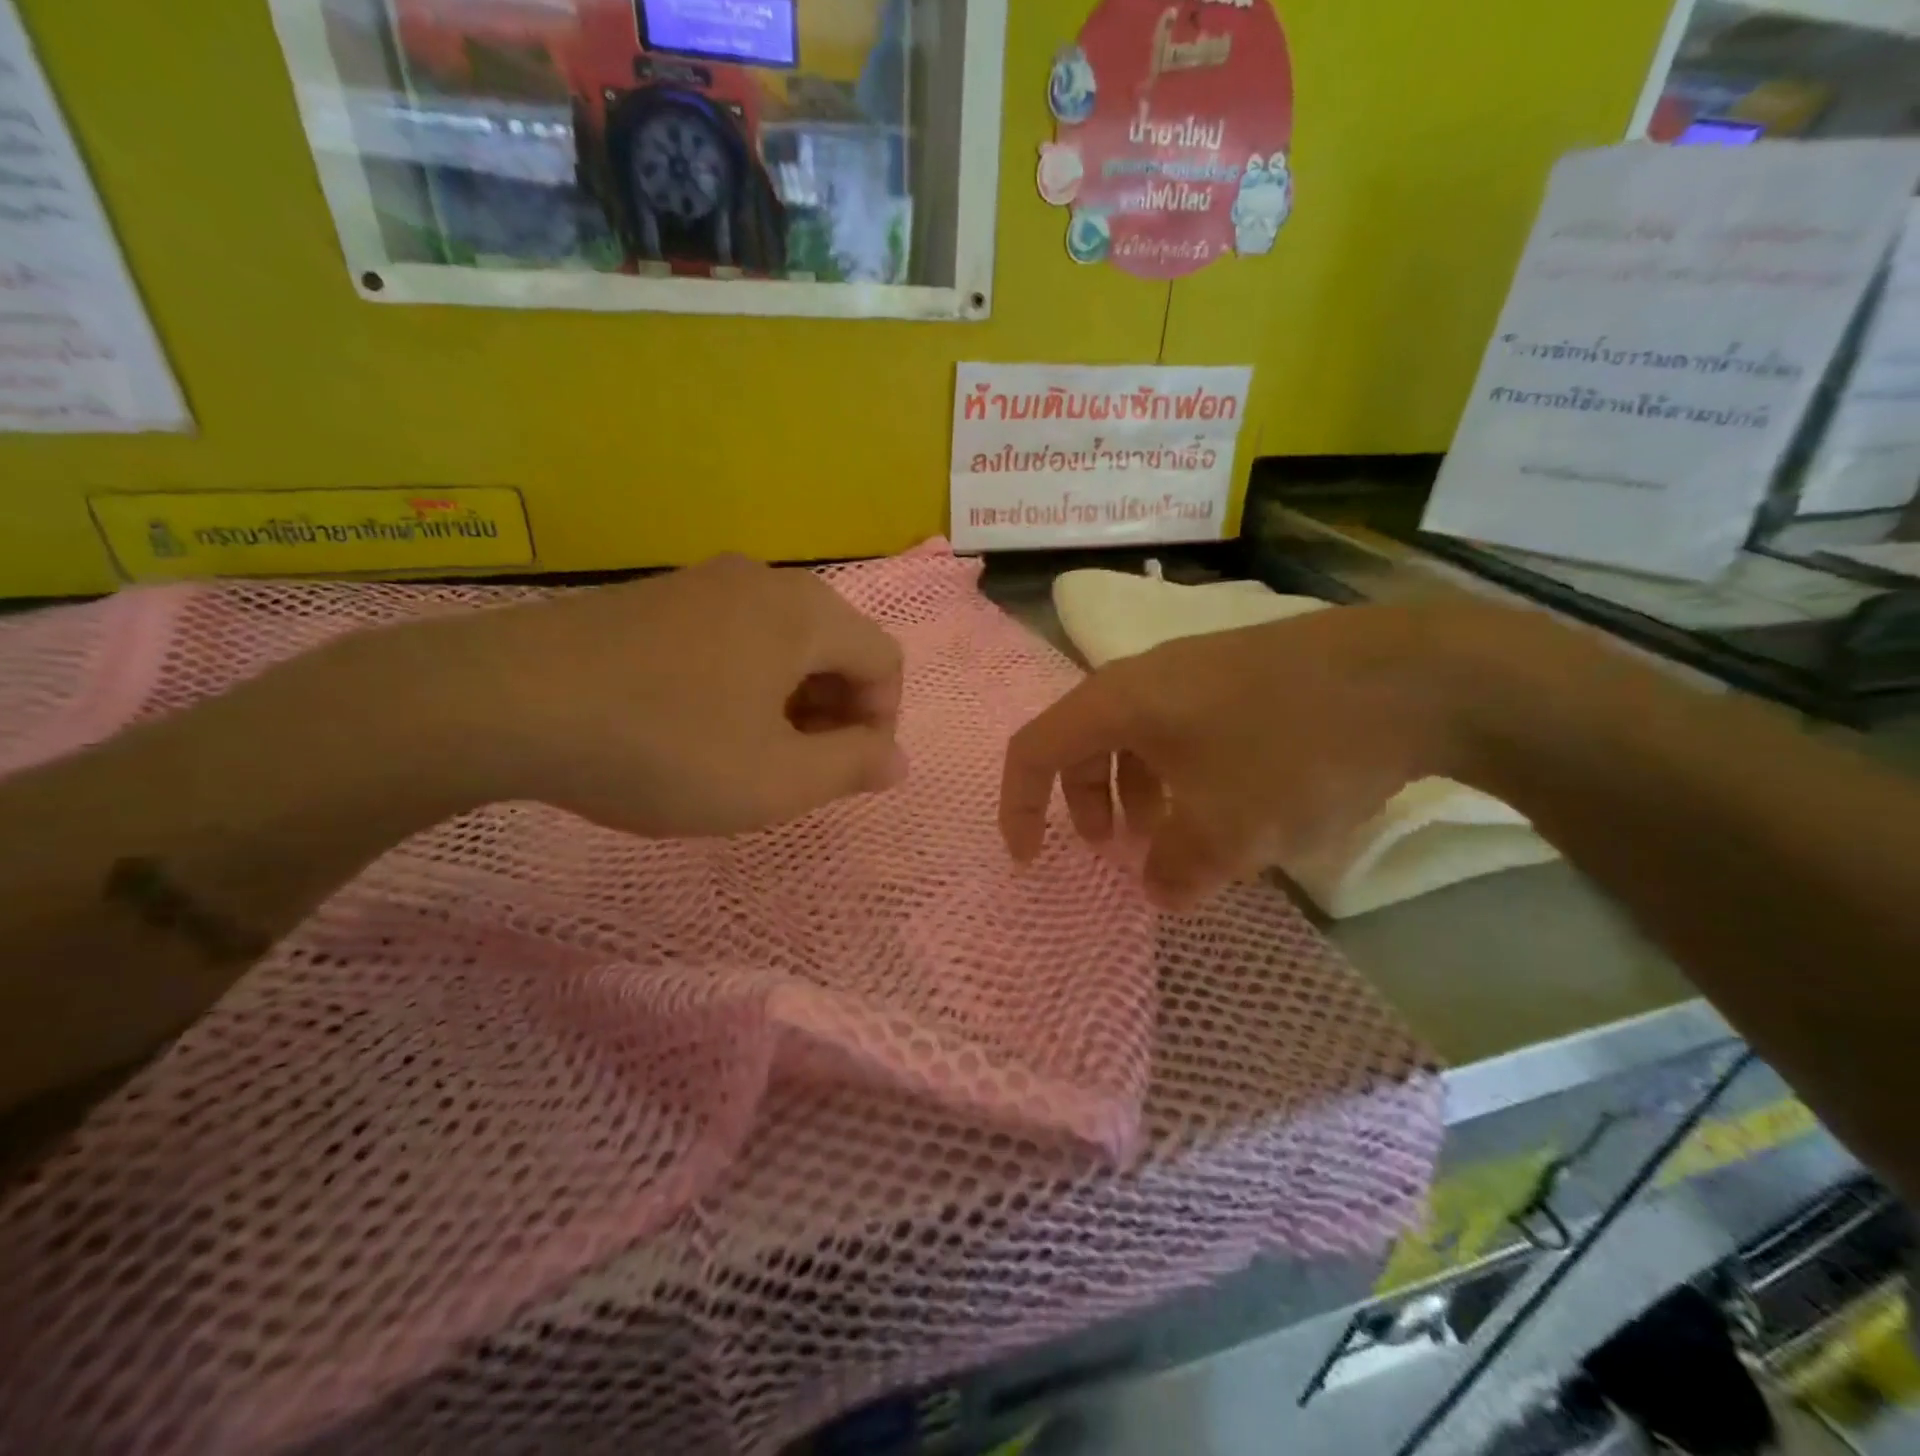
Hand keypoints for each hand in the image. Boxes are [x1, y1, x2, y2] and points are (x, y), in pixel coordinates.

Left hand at [408, 555, 906, 836]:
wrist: (505, 701)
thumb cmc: (665, 746)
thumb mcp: (776, 780)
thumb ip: (852, 768)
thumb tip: (896, 759)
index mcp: (806, 614)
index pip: (884, 660)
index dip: (882, 722)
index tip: (846, 774)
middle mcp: (763, 582)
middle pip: (835, 646)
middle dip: (835, 713)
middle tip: (801, 770)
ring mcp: (703, 583)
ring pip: (781, 643)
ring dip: (789, 701)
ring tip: (751, 755)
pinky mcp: (654, 598)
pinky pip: (731, 638)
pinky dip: (742, 683)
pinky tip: (699, 726)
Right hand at [1000, 604, 1478, 907]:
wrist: (1411, 676)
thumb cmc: (1291, 750)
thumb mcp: (1227, 830)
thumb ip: (1176, 869)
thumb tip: (1157, 886)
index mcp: (1117, 703)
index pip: (1033, 750)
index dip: (1019, 806)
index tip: (1032, 859)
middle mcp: (1144, 678)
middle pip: (1083, 742)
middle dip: (1084, 802)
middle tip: (1113, 851)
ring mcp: (1195, 670)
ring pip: (1136, 737)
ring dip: (1135, 791)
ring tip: (1173, 837)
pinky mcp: (1240, 674)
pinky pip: (1181, 729)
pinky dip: (1179, 774)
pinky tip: (1227, 806)